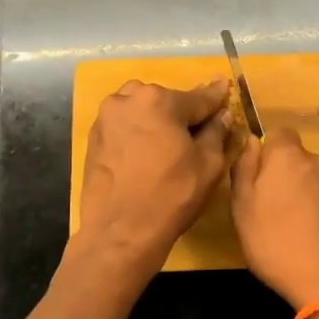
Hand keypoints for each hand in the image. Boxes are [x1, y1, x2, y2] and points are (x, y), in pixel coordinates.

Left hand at [76, 79, 230, 273]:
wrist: (120, 232)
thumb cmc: (172, 196)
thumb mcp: (208, 164)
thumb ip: (217, 132)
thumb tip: (221, 115)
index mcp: (160, 100)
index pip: (198, 97)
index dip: (217, 97)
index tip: (225, 85)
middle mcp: (128, 99)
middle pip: (166, 101)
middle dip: (183, 112)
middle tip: (198, 132)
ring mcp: (106, 118)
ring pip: (141, 110)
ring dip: (158, 120)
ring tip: (169, 143)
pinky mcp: (94, 139)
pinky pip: (124, 126)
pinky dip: (138, 133)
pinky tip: (147, 154)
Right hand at [230, 129, 318, 311]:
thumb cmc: (276, 243)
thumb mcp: (243, 208)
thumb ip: (244, 169)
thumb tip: (251, 142)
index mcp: (289, 155)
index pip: (278, 134)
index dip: (266, 154)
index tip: (257, 180)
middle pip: (298, 159)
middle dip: (286, 175)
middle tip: (271, 209)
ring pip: (315, 180)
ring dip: (305, 194)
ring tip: (294, 228)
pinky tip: (313, 238)